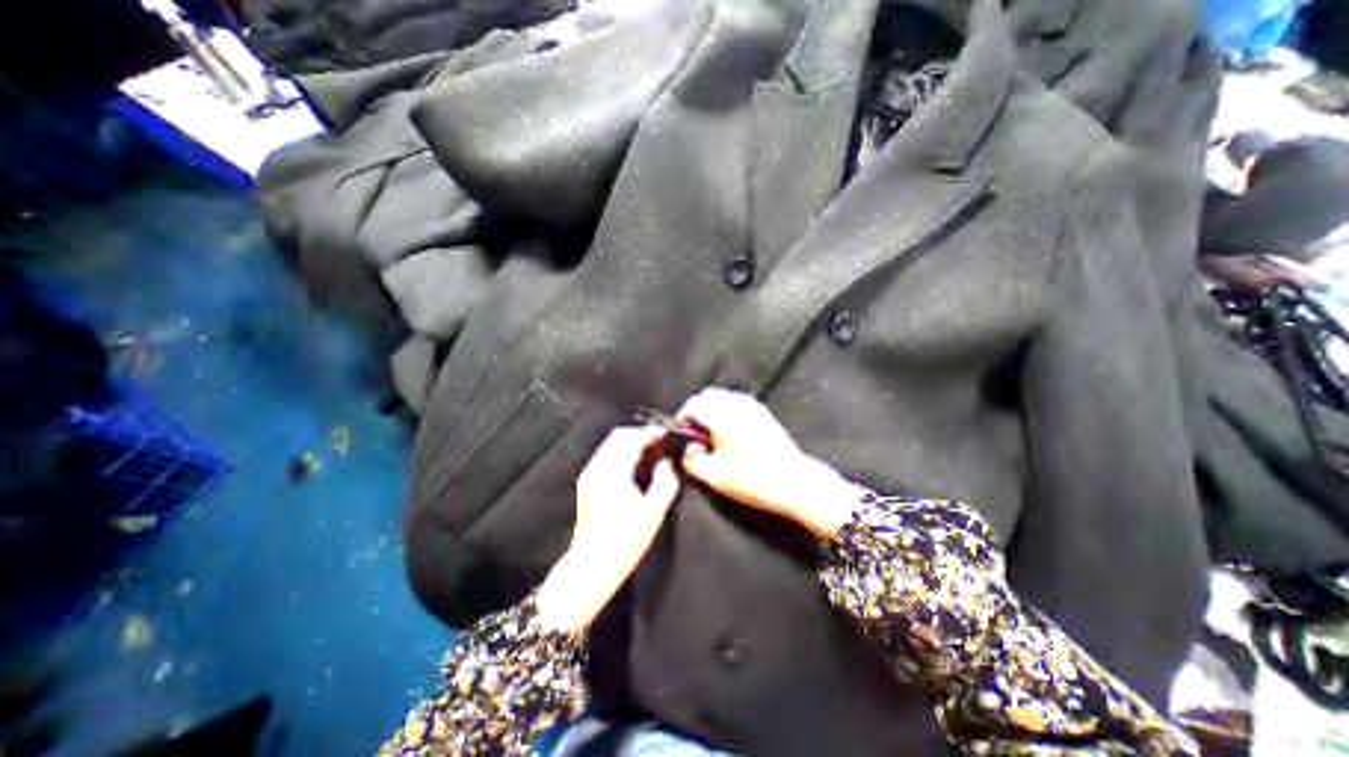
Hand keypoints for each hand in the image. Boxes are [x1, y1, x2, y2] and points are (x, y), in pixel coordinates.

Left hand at [537, 430, 674, 634]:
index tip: (666, 435)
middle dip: (640, 435)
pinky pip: (605, 455)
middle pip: (618, 437)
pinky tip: (635, 464)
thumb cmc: (625, 542)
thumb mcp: (653, 513)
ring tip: (651, 451)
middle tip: (660, 442)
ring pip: (610, 445)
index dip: (650, 434)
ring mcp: (589, 475)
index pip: (631, 440)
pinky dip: (621, 452)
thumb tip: (668, 462)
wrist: (591, 567)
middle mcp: (597, 469)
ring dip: (630, 442)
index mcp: (613, 474)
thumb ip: (665, 481)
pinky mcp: (586, 483)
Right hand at [681, 389, 857, 538]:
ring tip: (711, 433)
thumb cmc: (752, 479)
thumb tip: (687, 449)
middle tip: (694, 433)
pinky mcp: (762, 412)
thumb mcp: (714, 477)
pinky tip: (729, 431)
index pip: (693, 404)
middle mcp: (736, 404)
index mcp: (722, 416)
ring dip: (712, 409)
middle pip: (708, 396)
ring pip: (723, 397)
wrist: (794, 481)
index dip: (682, 417)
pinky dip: (727, 410)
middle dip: (696, 410)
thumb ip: (692, 461)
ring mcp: (752, 406)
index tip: (680, 433)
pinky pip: (737, 401)